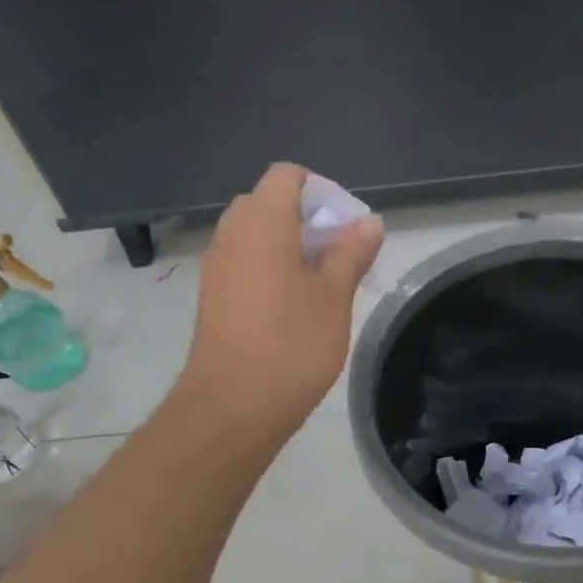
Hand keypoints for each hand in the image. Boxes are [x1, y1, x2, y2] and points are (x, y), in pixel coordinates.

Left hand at [181, 163, 383, 434]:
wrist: (233, 406)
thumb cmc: (292, 344)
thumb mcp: (334, 296)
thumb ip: (351, 252)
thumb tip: (369, 221)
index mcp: (262, 221)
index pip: (288, 176)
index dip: (322, 192)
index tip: (347, 229)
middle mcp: (232, 233)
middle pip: (271, 204)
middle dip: (309, 222)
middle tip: (340, 259)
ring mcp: (217, 266)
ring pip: (258, 237)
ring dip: (292, 249)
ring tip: (324, 288)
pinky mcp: (213, 296)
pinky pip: (246, 264)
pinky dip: (272, 271)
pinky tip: (295, 310)